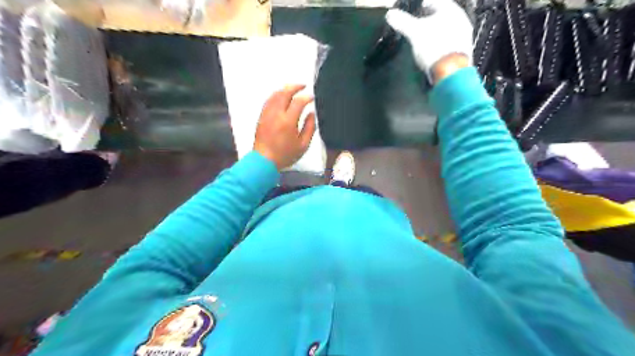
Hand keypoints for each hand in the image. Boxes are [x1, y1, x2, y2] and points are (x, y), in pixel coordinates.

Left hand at [251, 85, 314, 170]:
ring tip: (292, 89)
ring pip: (275, 95)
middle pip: (284, 93)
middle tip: (303, 86)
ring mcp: (267, 114)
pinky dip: (276, 95)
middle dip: (295, 87)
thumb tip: (311, 114)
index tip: (312, 97)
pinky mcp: (261, 117)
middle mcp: (276, 114)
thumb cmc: (285, 155)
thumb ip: (309, 128)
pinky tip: (280, 97)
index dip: (307, 97)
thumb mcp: (303, 145)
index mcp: (288, 121)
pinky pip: (268, 101)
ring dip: (285, 89)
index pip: (298, 102)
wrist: (264, 161)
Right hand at [385, 0, 472, 82]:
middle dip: (429, 21)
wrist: (450, 72)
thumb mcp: (414, 33)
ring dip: (435, 34)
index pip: (435, 2)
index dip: (423, 5)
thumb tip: (391, 15)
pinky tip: (432, 53)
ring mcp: (463, 38)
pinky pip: (448, 45)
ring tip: (424, 40)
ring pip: (446, 31)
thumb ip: (402, 22)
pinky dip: (439, 46)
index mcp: (451, 10)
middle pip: (442, 17)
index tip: (415, 10)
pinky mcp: (461, 53)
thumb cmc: (435, 48)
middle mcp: (461, 21)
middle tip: (418, 25)